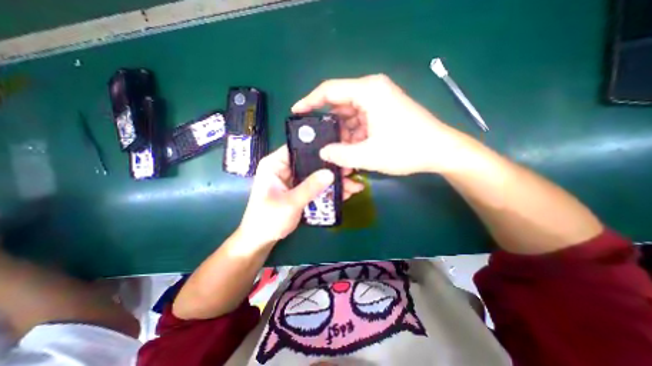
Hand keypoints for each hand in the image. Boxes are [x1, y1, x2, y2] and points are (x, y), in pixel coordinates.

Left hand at [237, 144, 363, 245]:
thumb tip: (330, 172)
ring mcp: (293, 179)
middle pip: (311, 161)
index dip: (318, 147)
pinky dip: (328, 189)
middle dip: (330, 167)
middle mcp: (284, 168)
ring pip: (316, 174)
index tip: (338, 150)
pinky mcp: (299, 189)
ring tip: (353, 185)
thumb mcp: (290, 203)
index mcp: (275, 164)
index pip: (298, 147)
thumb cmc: (268, 220)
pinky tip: (344, 193)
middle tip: (350, 170)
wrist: (261, 240)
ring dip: (333, 180)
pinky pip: (316, 185)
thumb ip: (310, 187)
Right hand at [294, 73, 470, 174]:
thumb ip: (340, 154)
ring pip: (350, 116)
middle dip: (328, 124)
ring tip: (335, 151)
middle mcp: (372, 91)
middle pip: (340, 104)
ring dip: (342, 134)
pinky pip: (361, 121)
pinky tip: (351, 149)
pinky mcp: (384, 112)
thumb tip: (322, 152)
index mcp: (368, 92)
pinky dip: (353, 135)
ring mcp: (379, 101)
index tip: (296, 113)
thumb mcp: (369, 155)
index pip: (329, 90)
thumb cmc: (406, 149)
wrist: (440, 151)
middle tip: (316, 141)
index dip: (309, 101)